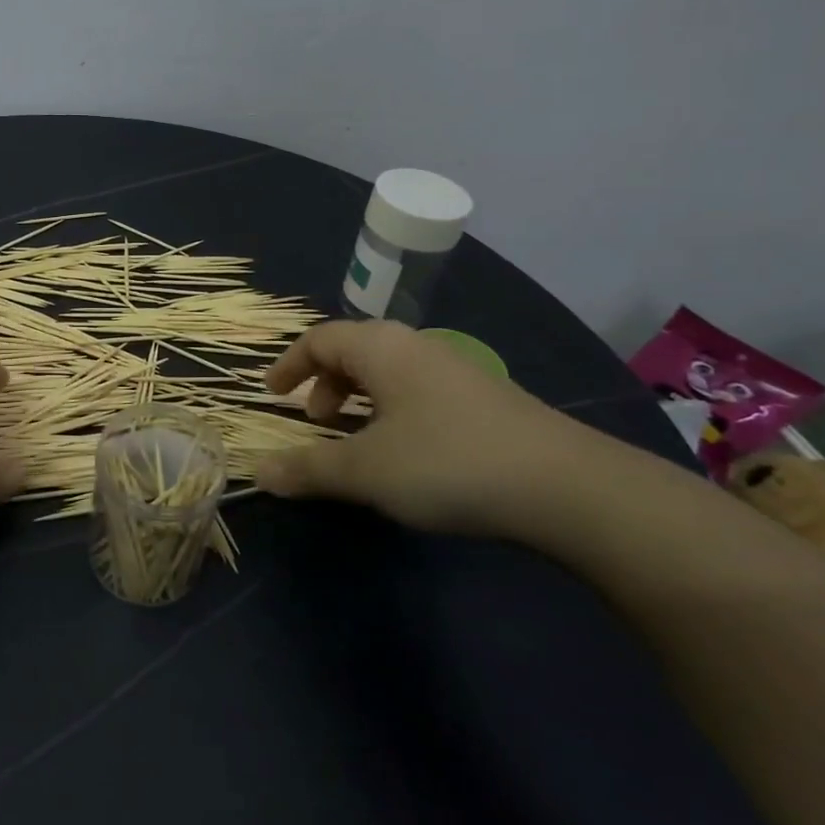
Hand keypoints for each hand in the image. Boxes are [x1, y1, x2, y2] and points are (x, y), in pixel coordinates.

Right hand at [256, 320, 614, 536]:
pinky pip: (417, 389)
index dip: (289, 365)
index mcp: (381, 348)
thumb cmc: (447, 462)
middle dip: (324, 383)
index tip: (272, 395)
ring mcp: (455, 370)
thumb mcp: (365, 470)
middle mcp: (416, 347)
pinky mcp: (483, 398)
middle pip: (354, 350)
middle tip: (315, 421)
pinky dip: (392, 409)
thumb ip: (308, 469)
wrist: (565, 485)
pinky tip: (406, 451)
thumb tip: (259, 473)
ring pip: (389, 371)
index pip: (319, 339)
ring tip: (356, 438)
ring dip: (359, 398)